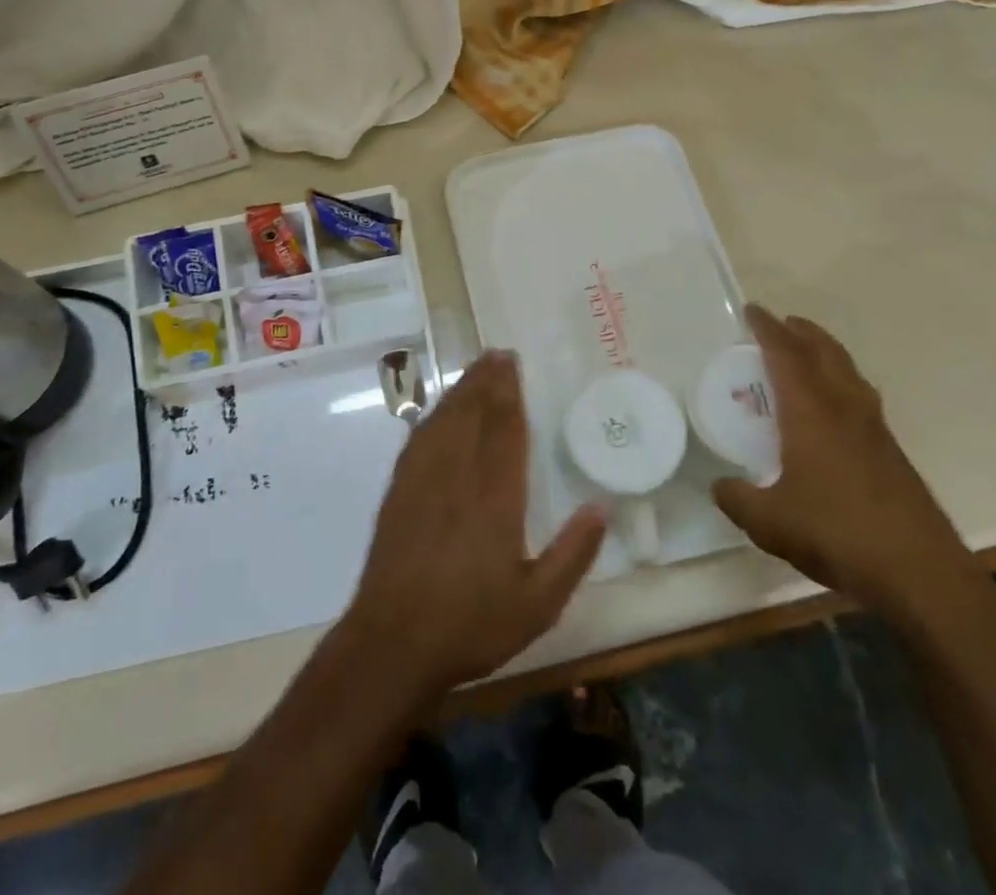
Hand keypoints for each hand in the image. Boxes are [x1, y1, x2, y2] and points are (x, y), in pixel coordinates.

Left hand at [343, 350, 605, 698]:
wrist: (393, 642)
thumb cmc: (471, 625)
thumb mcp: (538, 603)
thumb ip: (573, 554)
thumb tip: (602, 506)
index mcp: (496, 497)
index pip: (505, 430)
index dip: (510, 393)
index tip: (513, 364)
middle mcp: (458, 476)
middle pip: (473, 414)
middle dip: (486, 381)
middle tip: (496, 353)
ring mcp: (423, 480)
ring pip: (444, 420)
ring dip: (460, 390)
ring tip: (474, 369)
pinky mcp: (399, 490)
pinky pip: (419, 438)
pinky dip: (433, 415)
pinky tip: (438, 411)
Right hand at [712, 307, 983, 620]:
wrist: (920, 573)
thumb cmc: (837, 534)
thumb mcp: (769, 522)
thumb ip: (737, 498)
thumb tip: (720, 485)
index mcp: (811, 412)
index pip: (785, 355)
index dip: (767, 329)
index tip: (752, 311)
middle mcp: (845, 409)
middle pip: (825, 352)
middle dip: (802, 332)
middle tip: (781, 323)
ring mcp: (874, 430)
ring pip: (848, 372)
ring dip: (826, 353)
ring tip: (806, 354)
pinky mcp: (892, 453)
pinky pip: (860, 397)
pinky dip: (841, 382)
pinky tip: (832, 408)